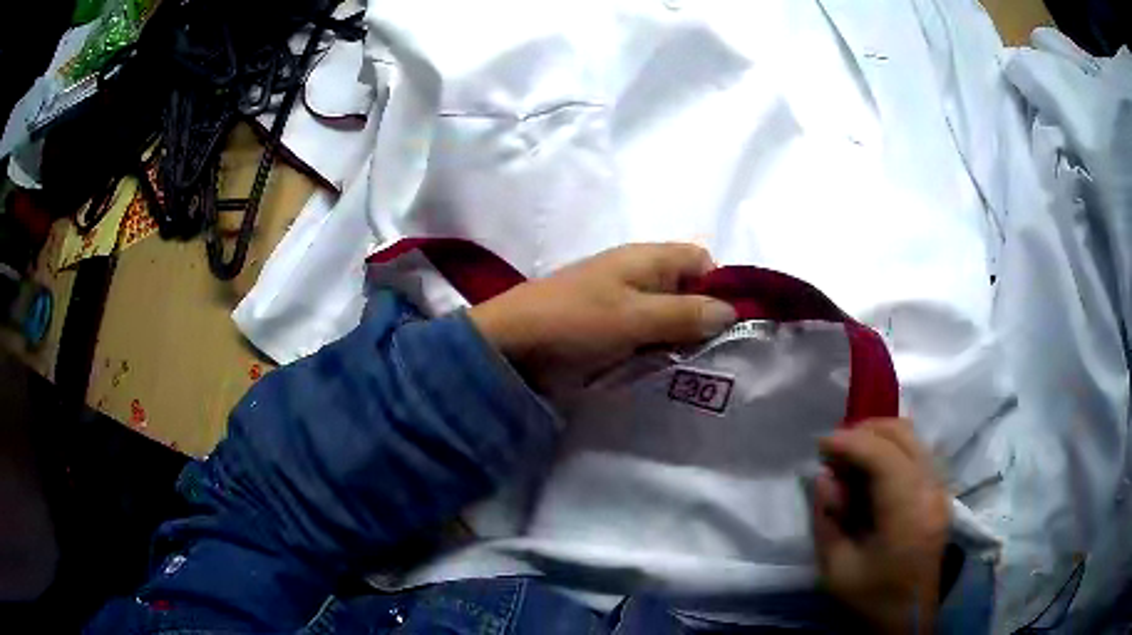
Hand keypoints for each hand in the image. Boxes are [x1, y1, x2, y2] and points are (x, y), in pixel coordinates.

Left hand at [467, 243, 736, 392]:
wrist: (511, 345)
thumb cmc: (575, 322)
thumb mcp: (635, 317)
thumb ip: (685, 313)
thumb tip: (731, 310)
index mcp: (647, 259)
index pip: (701, 261)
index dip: (718, 287)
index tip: (723, 325)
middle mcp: (638, 275)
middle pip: (687, 290)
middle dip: (701, 319)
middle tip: (709, 355)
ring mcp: (621, 303)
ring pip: (667, 316)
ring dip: (678, 339)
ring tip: (688, 368)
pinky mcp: (607, 328)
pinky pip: (645, 335)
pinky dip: (655, 350)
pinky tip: (660, 371)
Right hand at [813, 419, 949, 634]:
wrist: (909, 617)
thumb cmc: (872, 598)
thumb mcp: (836, 569)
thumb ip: (826, 520)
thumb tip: (824, 478)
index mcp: (907, 514)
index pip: (883, 456)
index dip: (850, 442)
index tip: (820, 445)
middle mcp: (931, 490)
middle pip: (902, 434)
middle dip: (863, 431)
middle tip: (834, 450)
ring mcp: (940, 488)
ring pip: (912, 437)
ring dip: (878, 437)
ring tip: (850, 457)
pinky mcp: (940, 492)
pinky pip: (917, 451)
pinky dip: (891, 448)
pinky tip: (871, 469)